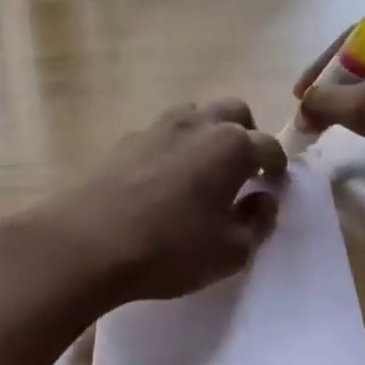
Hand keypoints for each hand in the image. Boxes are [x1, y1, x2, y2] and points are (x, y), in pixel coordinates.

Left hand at [18, 100, 286, 305]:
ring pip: (194, 115)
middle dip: (246, 134)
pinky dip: (173, 148)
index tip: (274, 184)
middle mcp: (197, 125)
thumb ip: (256, 223)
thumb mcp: (230, 251)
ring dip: (207, 134)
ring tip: (202, 170)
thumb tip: (263, 200)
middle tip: (243, 169)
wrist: (87, 243)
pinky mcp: (124, 141)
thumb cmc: (170, 250)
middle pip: (234, 113)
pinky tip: (162, 180)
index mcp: (232, 147)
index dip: (276, 166)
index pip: (269, 146)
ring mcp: (157, 128)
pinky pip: (161, 134)